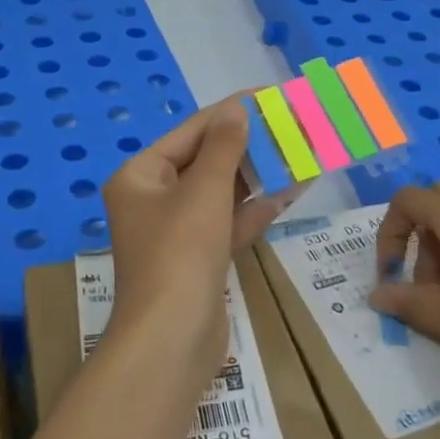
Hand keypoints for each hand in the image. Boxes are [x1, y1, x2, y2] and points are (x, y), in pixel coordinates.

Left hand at [102, 98, 296, 382]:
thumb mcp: (203, 192)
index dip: (228, 113)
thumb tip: (236, 108)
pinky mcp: (198, 260)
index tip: (267, 97)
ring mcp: (176, 233)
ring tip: (299, 152)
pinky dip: (255, 210)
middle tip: (291, 125)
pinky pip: (228, 224)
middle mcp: (153, 200)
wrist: (171, 341)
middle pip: (205, 161)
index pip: (190, 132)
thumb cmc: (179, 254)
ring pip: (220, 194)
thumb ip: (223, 147)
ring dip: (257, 176)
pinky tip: (292, 192)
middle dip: (248, 146)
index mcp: (140, 177)